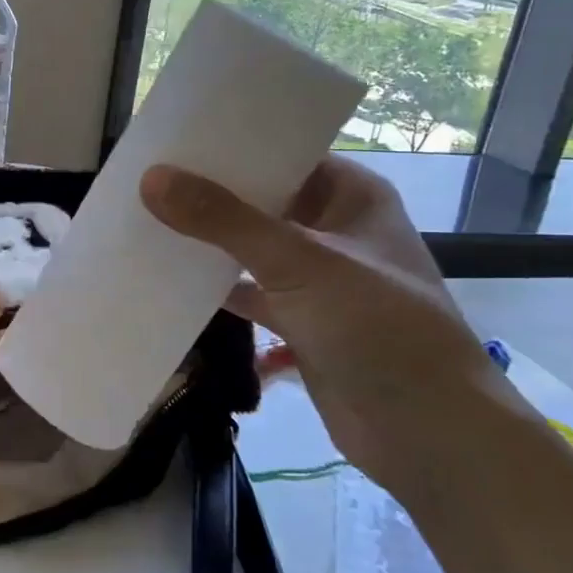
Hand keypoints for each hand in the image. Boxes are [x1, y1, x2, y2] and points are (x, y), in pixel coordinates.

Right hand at [140, 156, 510, 487]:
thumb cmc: (378, 327)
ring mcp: (317, 277)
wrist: (429, 436)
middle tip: (145, 176)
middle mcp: (334, 227)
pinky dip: (215, 288)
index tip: (173, 136)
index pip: (285, 152)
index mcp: (350, 195)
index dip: (233, 143)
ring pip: (251, 248)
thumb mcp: (299, 262)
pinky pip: (248, 292)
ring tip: (144, 219)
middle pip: (262, 199)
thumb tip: (152, 178)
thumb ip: (224, 220)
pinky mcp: (301, 321)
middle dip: (210, 193)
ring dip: (208, 241)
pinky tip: (166, 279)